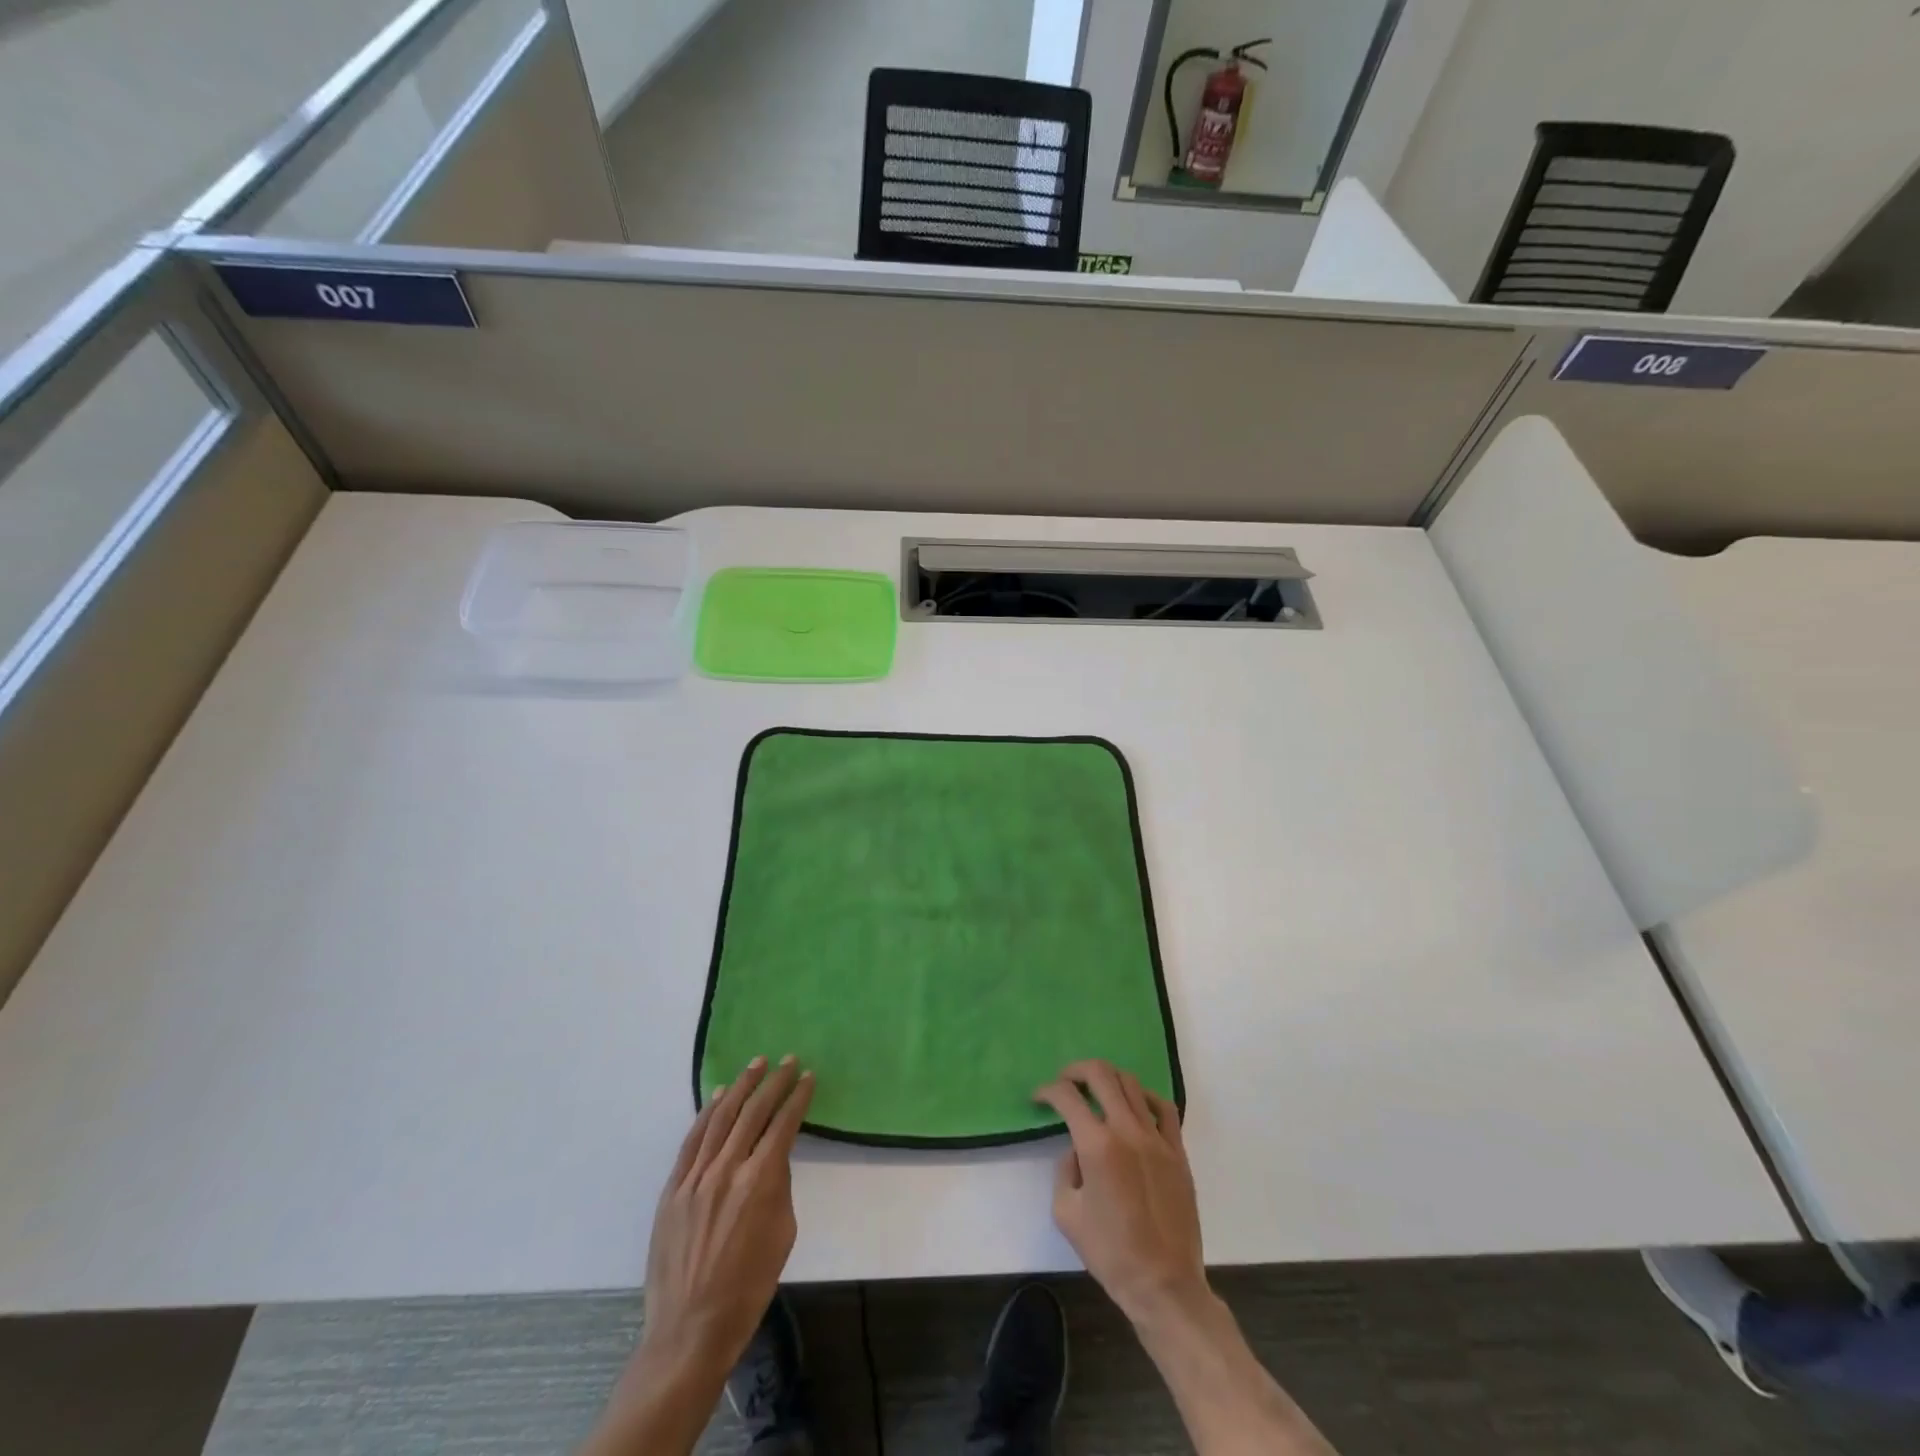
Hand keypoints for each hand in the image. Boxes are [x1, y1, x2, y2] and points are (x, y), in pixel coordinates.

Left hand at [637, 1055, 813, 1379]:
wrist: (690, 1329)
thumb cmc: (748, 1288)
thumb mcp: (783, 1234)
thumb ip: (779, 1186)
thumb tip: (772, 1159)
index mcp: (760, 1181)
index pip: (783, 1124)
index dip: (797, 1098)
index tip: (808, 1077)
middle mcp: (727, 1169)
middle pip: (753, 1112)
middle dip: (774, 1082)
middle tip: (788, 1061)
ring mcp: (696, 1177)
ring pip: (721, 1117)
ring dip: (741, 1087)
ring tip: (756, 1064)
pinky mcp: (673, 1189)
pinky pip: (693, 1140)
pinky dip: (707, 1113)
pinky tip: (719, 1097)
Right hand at [1035, 1060, 1206, 1327]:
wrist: (1164, 1284)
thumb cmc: (1110, 1253)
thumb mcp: (1066, 1213)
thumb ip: (1065, 1170)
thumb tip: (1077, 1150)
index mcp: (1097, 1146)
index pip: (1067, 1097)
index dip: (1048, 1091)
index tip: (1039, 1099)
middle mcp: (1127, 1130)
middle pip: (1101, 1074)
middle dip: (1076, 1071)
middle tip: (1065, 1083)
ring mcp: (1157, 1138)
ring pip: (1131, 1083)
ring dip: (1108, 1079)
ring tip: (1096, 1091)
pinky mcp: (1178, 1151)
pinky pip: (1163, 1108)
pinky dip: (1144, 1097)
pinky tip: (1135, 1106)